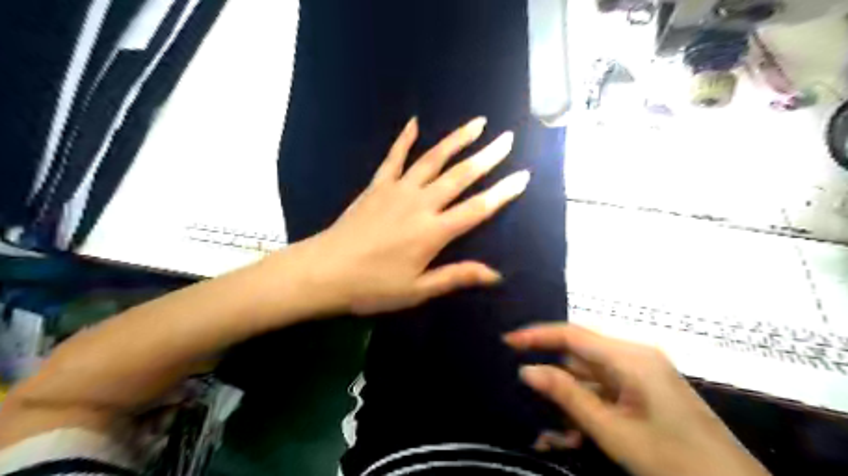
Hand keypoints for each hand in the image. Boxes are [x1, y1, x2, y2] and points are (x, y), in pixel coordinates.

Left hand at [296, 116, 527, 315]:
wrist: (324, 271)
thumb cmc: (372, 286)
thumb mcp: (417, 290)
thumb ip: (456, 276)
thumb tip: (495, 274)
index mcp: (433, 232)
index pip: (477, 209)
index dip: (503, 193)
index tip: (524, 175)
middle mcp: (420, 204)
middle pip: (460, 176)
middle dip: (487, 157)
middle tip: (508, 138)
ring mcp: (397, 190)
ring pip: (432, 159)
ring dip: (456, 140)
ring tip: (477, 123)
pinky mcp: (376, 185)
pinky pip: (394, 157)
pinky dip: (404, 139)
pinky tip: (415, 123)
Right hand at [501, 326, 773, 475]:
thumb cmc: (672, 461)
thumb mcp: (612, 430)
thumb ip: (567, 395)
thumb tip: (527, 370)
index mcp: (630, 357)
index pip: (572, 333)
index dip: (537, 335)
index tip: (506, 341)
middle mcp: (635, 355)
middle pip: (580, 354)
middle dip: (552, 376)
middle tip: (523, 391)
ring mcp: (642, 372)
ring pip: (590, 375)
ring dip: (569, 398)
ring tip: (549, 428)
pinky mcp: (646, 389)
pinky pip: (605, 389)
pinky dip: (587, 406)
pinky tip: (572, 432)